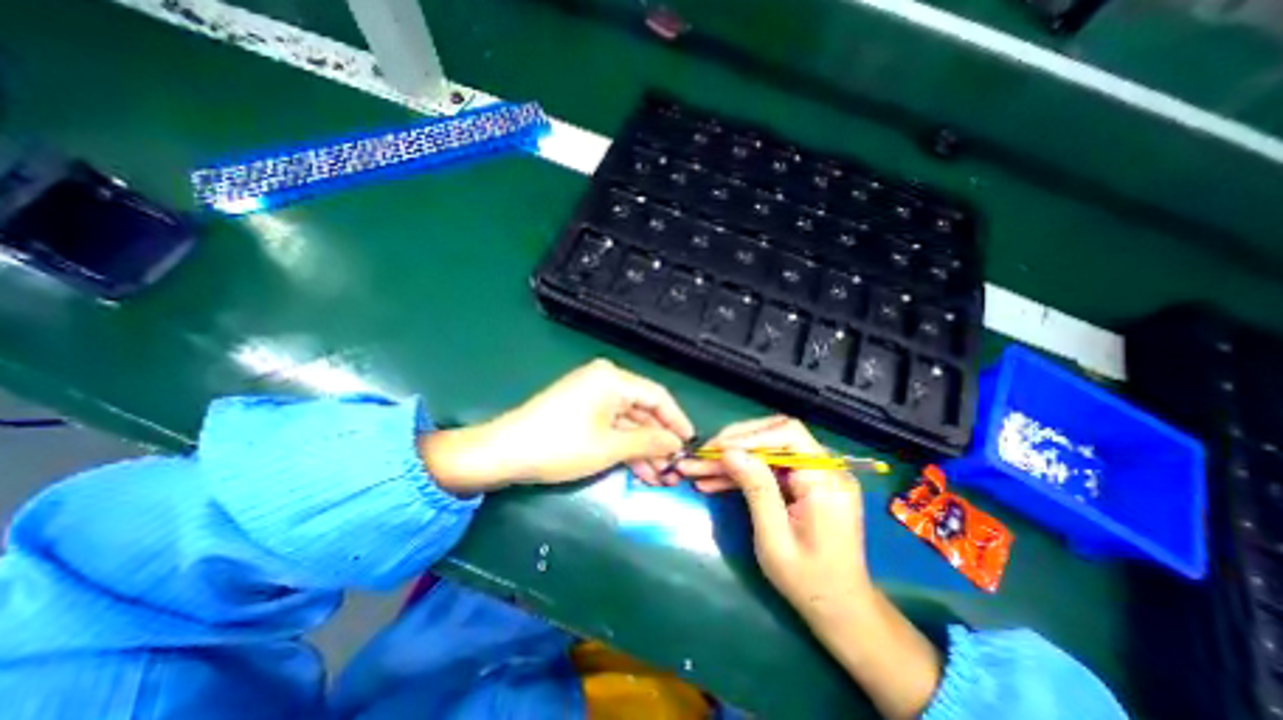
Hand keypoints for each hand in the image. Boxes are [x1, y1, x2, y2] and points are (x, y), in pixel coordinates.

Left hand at [424, 359, 691, 493]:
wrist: (503, 452)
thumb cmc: (560, 445)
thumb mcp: (610, 447)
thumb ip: (648, 442)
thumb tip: (676, 443)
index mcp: (612, 379)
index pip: (657, 396)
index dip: (676, 420)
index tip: (691, 442)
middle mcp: (604, 380)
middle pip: (643, 410)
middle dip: (658, 441)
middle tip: (674, 468)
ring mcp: (591, 395)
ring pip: (628, 421)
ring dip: (642, 448)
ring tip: (659, 476)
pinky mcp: (581, 410)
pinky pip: (611, 426)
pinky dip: (624, 446)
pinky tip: (638, 469)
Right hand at [676, 416, 876, 622]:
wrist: (841, 609)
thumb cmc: (810, 582)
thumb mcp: (775, 538)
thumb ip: (755, 489)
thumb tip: (729, 451)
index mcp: (825, 480)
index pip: (788, 434)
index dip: (749, 436)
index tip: (716, 449)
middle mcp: (824, 468)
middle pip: (774, 436)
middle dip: (734, 444)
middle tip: (702, 456)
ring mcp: (814, 474)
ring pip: (766, 451)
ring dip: (732, 459)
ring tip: (697, 469)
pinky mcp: (803, 483)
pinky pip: (769, 468)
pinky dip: (742, 473)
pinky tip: (713, 481)